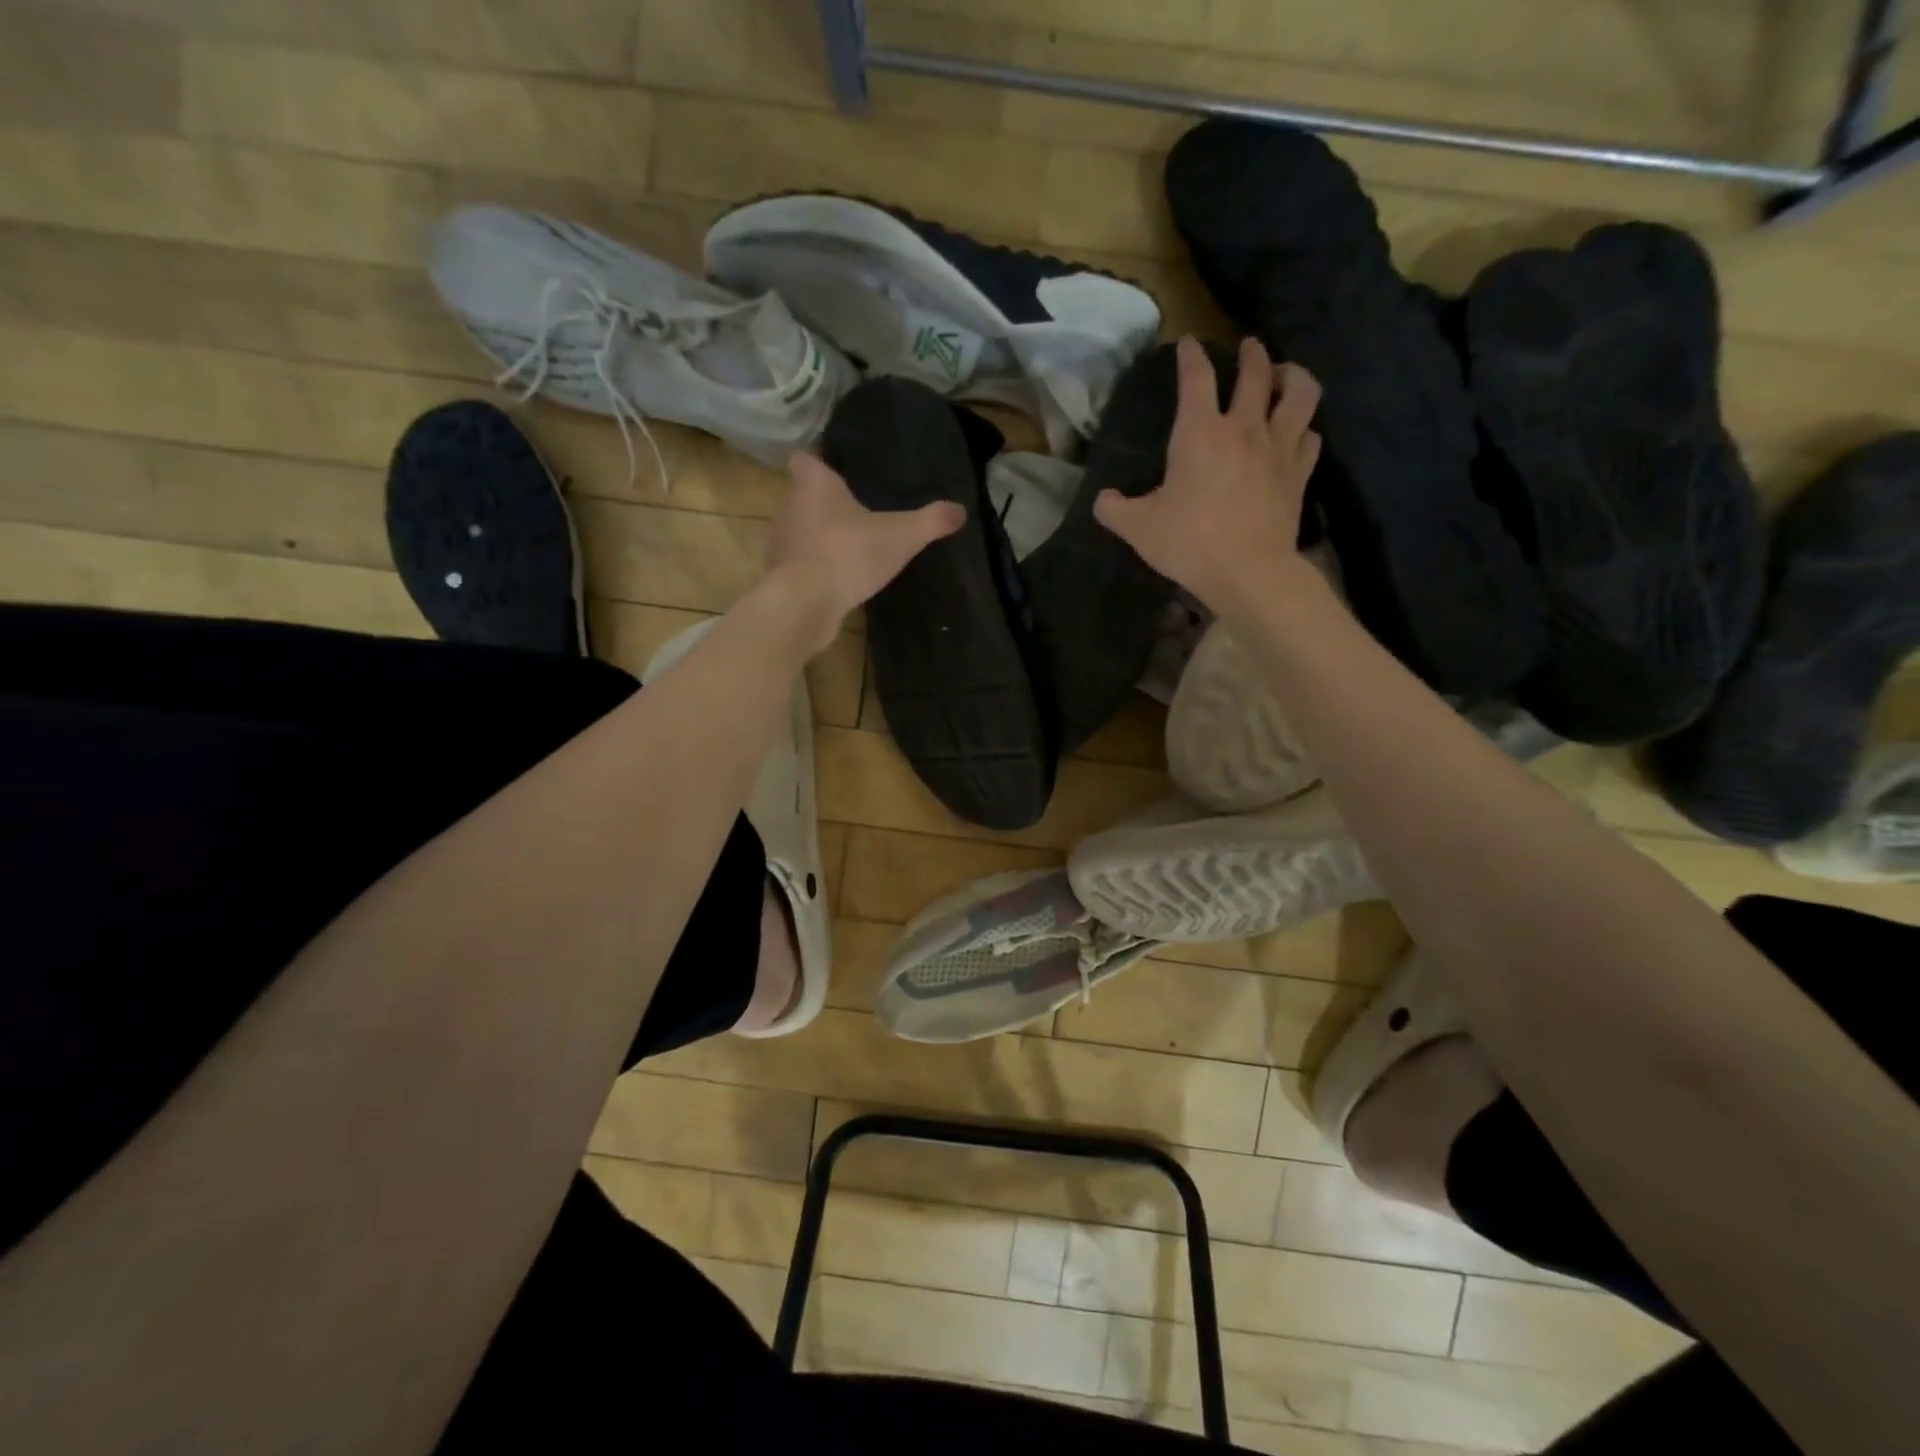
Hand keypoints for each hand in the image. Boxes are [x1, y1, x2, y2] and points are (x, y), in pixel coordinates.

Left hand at [763, 450, 964, 652]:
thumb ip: (931, 521)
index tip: (837, 469)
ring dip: (821, 537)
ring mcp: (781, 543)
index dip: (819, 461)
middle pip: (804, 495)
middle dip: (826, 502)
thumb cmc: (850, 553)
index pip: (805, 458)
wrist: (806, 603)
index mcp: (814, 483)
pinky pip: (801, 564)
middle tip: (856, 509)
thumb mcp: (902, 535)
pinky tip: (840, 578)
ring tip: (851, 545)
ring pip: (801, 530)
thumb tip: (961, 510)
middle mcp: (790, 506)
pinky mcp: (782, 576)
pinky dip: (816, 567)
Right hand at [1093, 336, 1322, 615]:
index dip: (1190, 356)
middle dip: (1251, 353)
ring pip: (1299, 392)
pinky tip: (1297, 433)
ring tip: (1284, 376)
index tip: (1188, 343)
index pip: (1196, 378)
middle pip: (1256, 372)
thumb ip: (1115, 510)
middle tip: (1248, 348)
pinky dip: (1304, 428)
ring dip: (1292, 376)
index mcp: (1199, 434)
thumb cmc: (1190, 543)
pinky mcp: (1299, 473)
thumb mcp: (1138, 529)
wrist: (1248, 572)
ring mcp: (1278, 448)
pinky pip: (1310, 436)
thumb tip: (1102, 501)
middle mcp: (1243, 429)